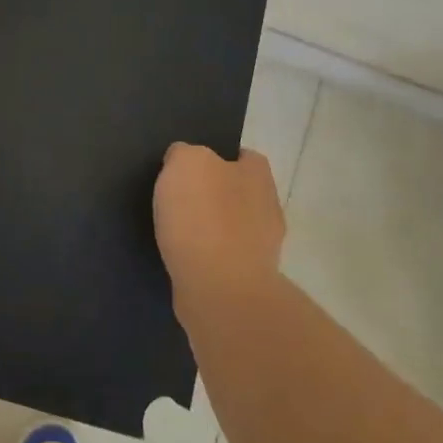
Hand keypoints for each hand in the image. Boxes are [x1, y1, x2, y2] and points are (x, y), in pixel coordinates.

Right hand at [153, 143, 286, 305]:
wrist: (219, 290)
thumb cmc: (203, 217)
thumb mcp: (186, 163)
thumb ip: (185, 153)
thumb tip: (184, 159)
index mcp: (258, 174)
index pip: (243, 156)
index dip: (216, 158)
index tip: (188, 168)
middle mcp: (268, 206)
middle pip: (238, 191)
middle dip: (212, 194)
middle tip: (177, 199)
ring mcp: (262, 247)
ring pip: (231, 227)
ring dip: (208, 228)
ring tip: (174, 232)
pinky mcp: (247, 279)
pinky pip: (222, 258)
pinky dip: (204, 257)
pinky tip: (182, 258)